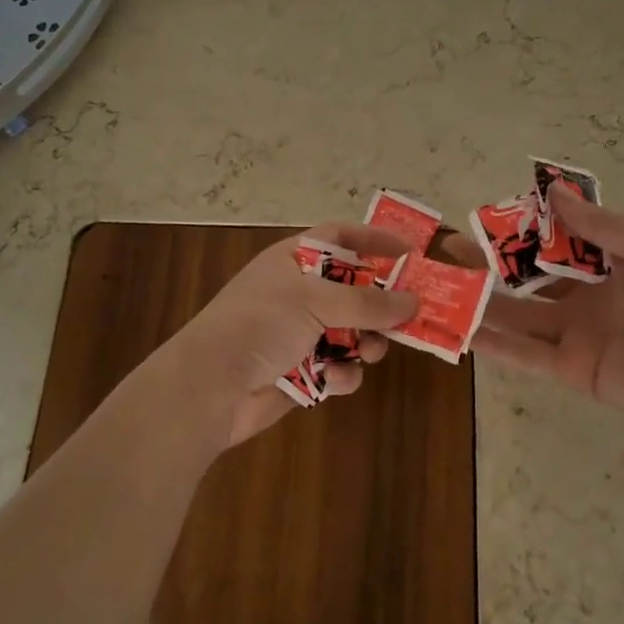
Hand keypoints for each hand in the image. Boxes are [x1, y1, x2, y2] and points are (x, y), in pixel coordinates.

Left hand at [160, 224, 419, 447]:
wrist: (210, 388)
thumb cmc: (260, 324)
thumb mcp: (314, 301)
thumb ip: (367, 301)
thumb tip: (413, 301)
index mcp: (294, 259)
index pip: (341, 236)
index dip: (375, 239)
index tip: (412, 251)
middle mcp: (299, 291)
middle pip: (354, 288)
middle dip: (379, 304)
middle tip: (407, 316)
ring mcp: (299, 332)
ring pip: (352, 331)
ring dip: (366, 342)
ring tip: (371, 351)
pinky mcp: (301, 371)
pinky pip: (337, 367)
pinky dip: (339, 374)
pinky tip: (331, 380)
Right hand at [458, 190, 623, 452]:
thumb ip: (601, 226)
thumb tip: (553, 191)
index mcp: (610, 264)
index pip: (556, 241)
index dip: (524, 228)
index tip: (488, 216)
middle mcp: (586, 296)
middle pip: (528, 276)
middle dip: (491, 263)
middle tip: (448, 250)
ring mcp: (575, 333)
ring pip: (517, 313)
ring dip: (481, 300)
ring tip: (440, 284)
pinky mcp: (569, 368)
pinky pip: (524, 352)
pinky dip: (492, 342)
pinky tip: (459, 328)